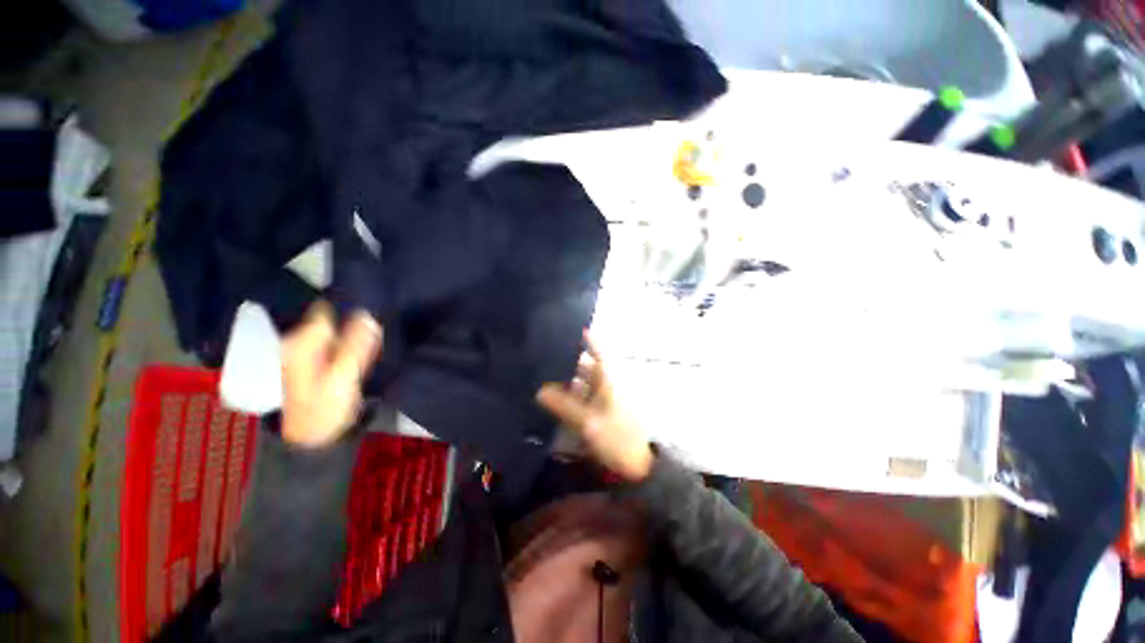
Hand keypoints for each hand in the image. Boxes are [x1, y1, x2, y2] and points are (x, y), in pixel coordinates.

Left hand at [281, 302, 382, 447]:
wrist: (315, 438)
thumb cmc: (326, 409)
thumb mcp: (343, 377)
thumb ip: (356, 346)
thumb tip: (369, 315)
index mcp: (302, 342)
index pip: (329, 309)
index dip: (353, 305)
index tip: (377, 307)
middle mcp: (301, 340)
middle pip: (333, 316)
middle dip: (357, 315)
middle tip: (382, 321)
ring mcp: (310, 349)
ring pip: (338, 327)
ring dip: (357, 327)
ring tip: (379, 330)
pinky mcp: (319, 358)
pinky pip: (340, 339)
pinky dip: (354, 338)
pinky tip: (368, 343)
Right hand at [536, 333, 653, 480]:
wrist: (645, 464)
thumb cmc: (619, 437)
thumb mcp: (588, 422)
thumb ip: (563, 405)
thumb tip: (540, 391)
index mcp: (610, 375)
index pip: (596, 345)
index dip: (581, 335)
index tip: (561, 331)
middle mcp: (611, 377)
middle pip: (587, 362)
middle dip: (566, 361)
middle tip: (543, 361)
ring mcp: (611, 391)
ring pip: (587, 378)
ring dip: (569, 379)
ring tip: (546, 380)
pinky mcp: (610, 404)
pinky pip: (590, 392)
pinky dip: (576, 393)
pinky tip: (561, 399)